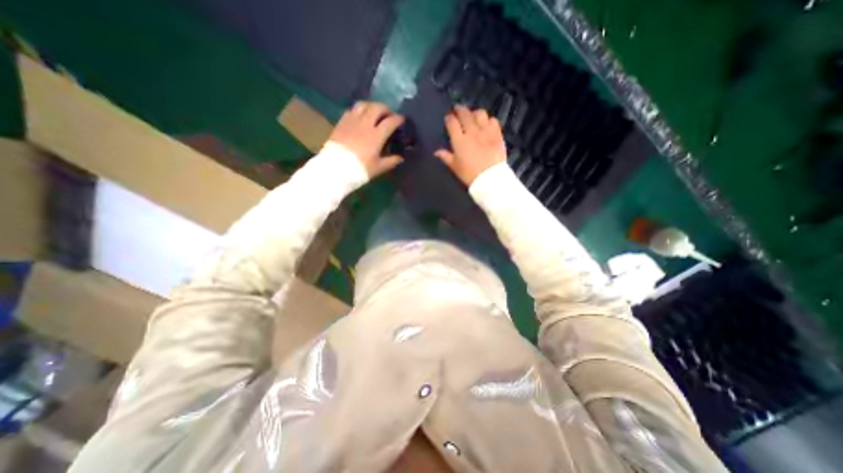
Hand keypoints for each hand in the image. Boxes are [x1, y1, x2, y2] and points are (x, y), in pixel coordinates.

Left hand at [327, 99, 406, 176]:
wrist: (335, 169)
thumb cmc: (360, 169)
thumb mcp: (378, 168)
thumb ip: (391, 161)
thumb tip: (400, 157)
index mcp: (376, 135)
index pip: (390, 121)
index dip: (398, 119)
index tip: (402, 120)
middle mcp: (365, 124)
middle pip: (377, 107)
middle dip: (386, 109)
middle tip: (389, 115)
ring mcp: (352, 121)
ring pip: (364, 104)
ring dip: (372, 106)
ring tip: (375, 112)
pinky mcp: (341, 122)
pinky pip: (352, 110)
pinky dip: (359, 110)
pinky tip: (360, 116)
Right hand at [435, 105, 505, 185]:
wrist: (490, 179)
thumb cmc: (470, 175)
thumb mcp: (455, 167)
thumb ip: (446, 157)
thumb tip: (436, 152)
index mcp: (459, 140)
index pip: (452, 123)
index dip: (449, 118)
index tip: (448, 118)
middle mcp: (472, 132)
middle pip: (465, 114)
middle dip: (460, 110)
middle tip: (458, 110)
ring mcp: (486, 131)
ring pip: (480, 113)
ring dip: (475, 113)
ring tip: (473, 116)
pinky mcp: (497, 134)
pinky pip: (493, 120)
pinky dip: (489, 120)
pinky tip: (487, 124)